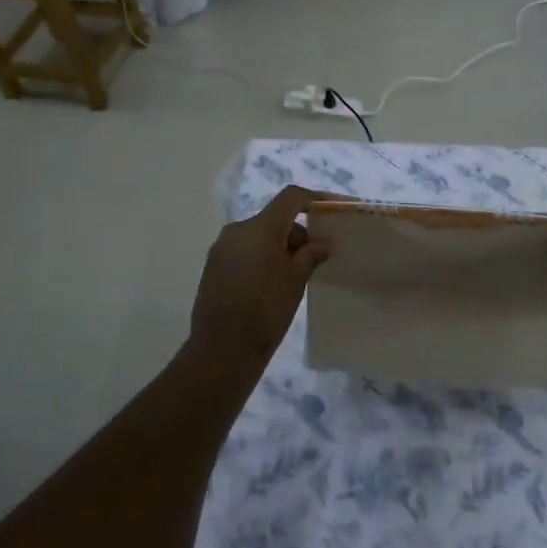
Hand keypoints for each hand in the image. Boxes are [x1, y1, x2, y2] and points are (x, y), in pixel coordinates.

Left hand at [188, 186, 332, 370]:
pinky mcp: (213, 266)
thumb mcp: (296, 280)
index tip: (333, 209)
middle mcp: (237, 229)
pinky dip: (261, 257)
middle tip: (314, 257)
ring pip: (258, 235)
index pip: (291, 197)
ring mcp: (221, 248)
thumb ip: (312, 254)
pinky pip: (244, 250)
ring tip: (292, 275)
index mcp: (260, 227)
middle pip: (274, 218)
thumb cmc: (266, 310)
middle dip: (297, 232)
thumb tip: (324, 242)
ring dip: (279, 245)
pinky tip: (269, 284)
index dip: (315, 198)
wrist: (222, 350)